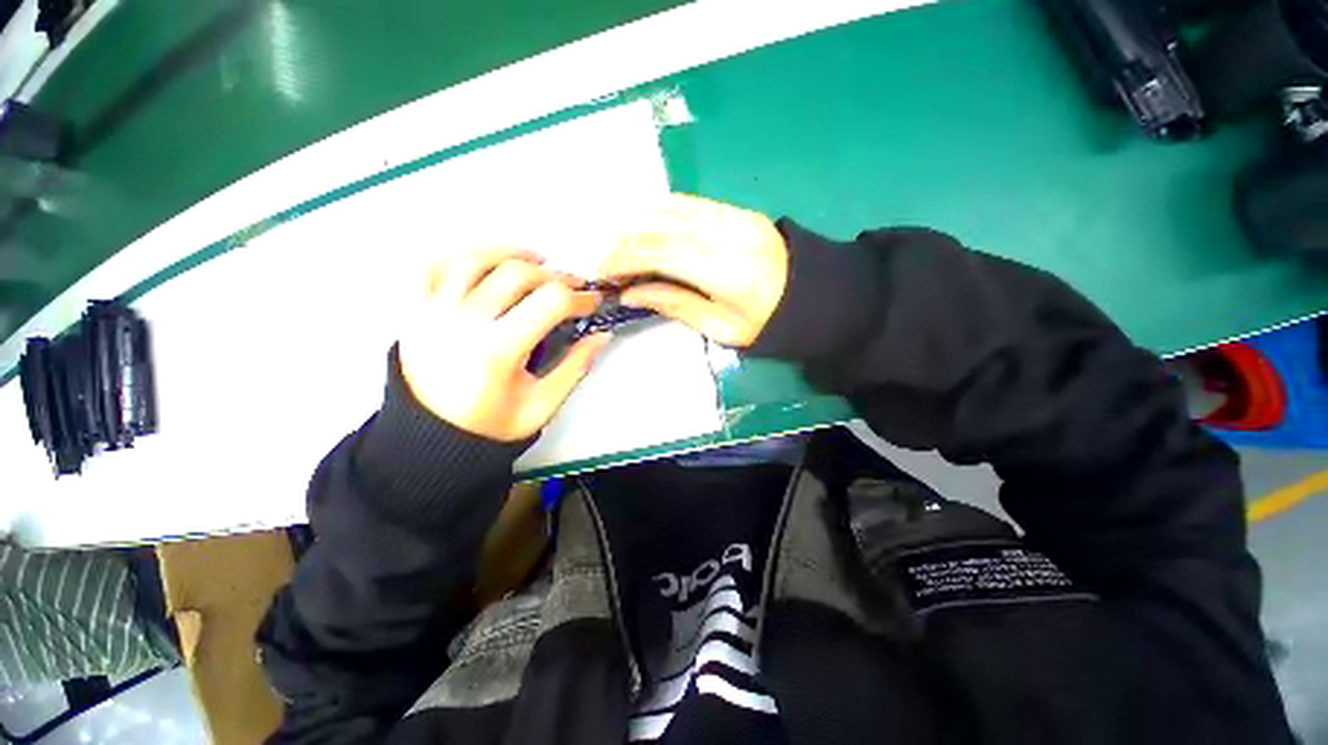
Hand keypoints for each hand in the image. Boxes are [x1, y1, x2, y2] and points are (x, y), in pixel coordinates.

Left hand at [398, 249, 608, 441]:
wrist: (430, 438)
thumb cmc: (490, 425)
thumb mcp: (543, 405)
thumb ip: (576, 367)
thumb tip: (602, 335)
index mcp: (498, 350)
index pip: (550, 301)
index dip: (580, 297)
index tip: (593, 302)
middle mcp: (463, 322)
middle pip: (518, 274)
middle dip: (555, 275)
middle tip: (573, 286)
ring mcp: (433, 312)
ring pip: (476, 260)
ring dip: (511, 254)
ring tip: (536, 261)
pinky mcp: (415, 310)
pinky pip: (434, 267)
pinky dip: (464, 257)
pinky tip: (487, 263)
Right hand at [600, 194, 787, 346]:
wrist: (814, 293)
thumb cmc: (767, 321)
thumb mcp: (721, 327)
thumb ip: (675, 305)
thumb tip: (632, 293)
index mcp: (721, 267)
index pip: (656, 250)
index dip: (621, 258)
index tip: (601, 274)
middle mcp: (721, 231)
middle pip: (656, 224)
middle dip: (621, 242)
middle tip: (605, 265)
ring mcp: (728, 214)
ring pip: (667, 207)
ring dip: (635, 225)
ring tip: (620, 250)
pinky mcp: (732, 209)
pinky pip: (684, 202)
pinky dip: (657, 214)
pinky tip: (646, 231)